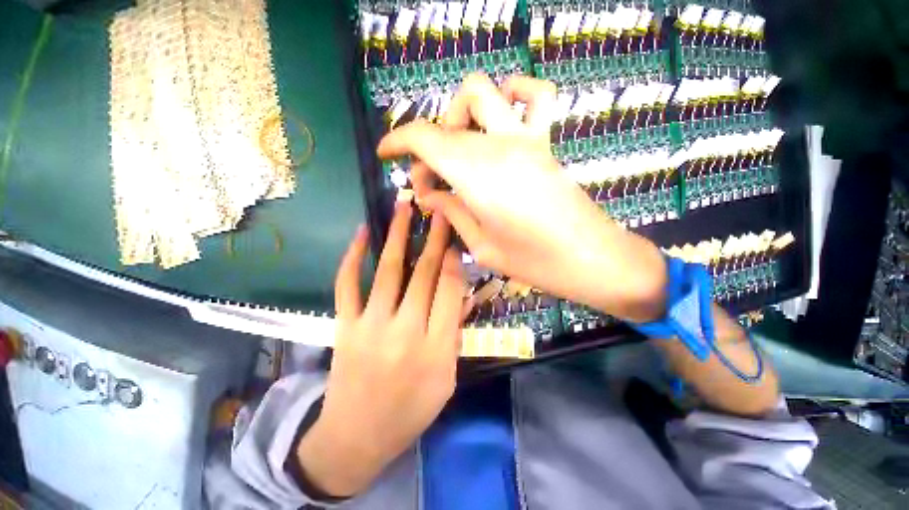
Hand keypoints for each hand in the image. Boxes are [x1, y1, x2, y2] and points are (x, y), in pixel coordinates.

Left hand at [296, 203, 465, 496]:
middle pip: (424, 274)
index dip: (454, 260)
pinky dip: (353, 257)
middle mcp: (405, 331)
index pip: (450, 291)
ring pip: (389, 270)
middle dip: (435, 238)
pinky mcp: (345, 326)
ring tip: (405, 206)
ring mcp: (371, 326)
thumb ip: (453, 335)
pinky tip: (362, 233)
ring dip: (399, 235)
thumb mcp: (447, 380)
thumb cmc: (410, 411)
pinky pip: (348, 285)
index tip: (455, 240)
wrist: (356, 437)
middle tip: (440, 211)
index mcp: (435, 348)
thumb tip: (459, 295)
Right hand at [378, 74, 665, 321]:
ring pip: (483, 92)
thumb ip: (452, 212)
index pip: (425, 138)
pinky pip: (535, 95)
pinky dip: (513, 93)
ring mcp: (527, 139)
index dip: (398, 140)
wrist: (592, 259)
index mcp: (477, 177)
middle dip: (427, 146)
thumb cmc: (535, 262)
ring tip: (460, 148)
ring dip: (460, 115)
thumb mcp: (482, 246)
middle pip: (447, 122)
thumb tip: (429, 195)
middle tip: (430, 179)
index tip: (385, 153)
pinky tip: (503, 117)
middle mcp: (498, 147)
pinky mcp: (547, 143)